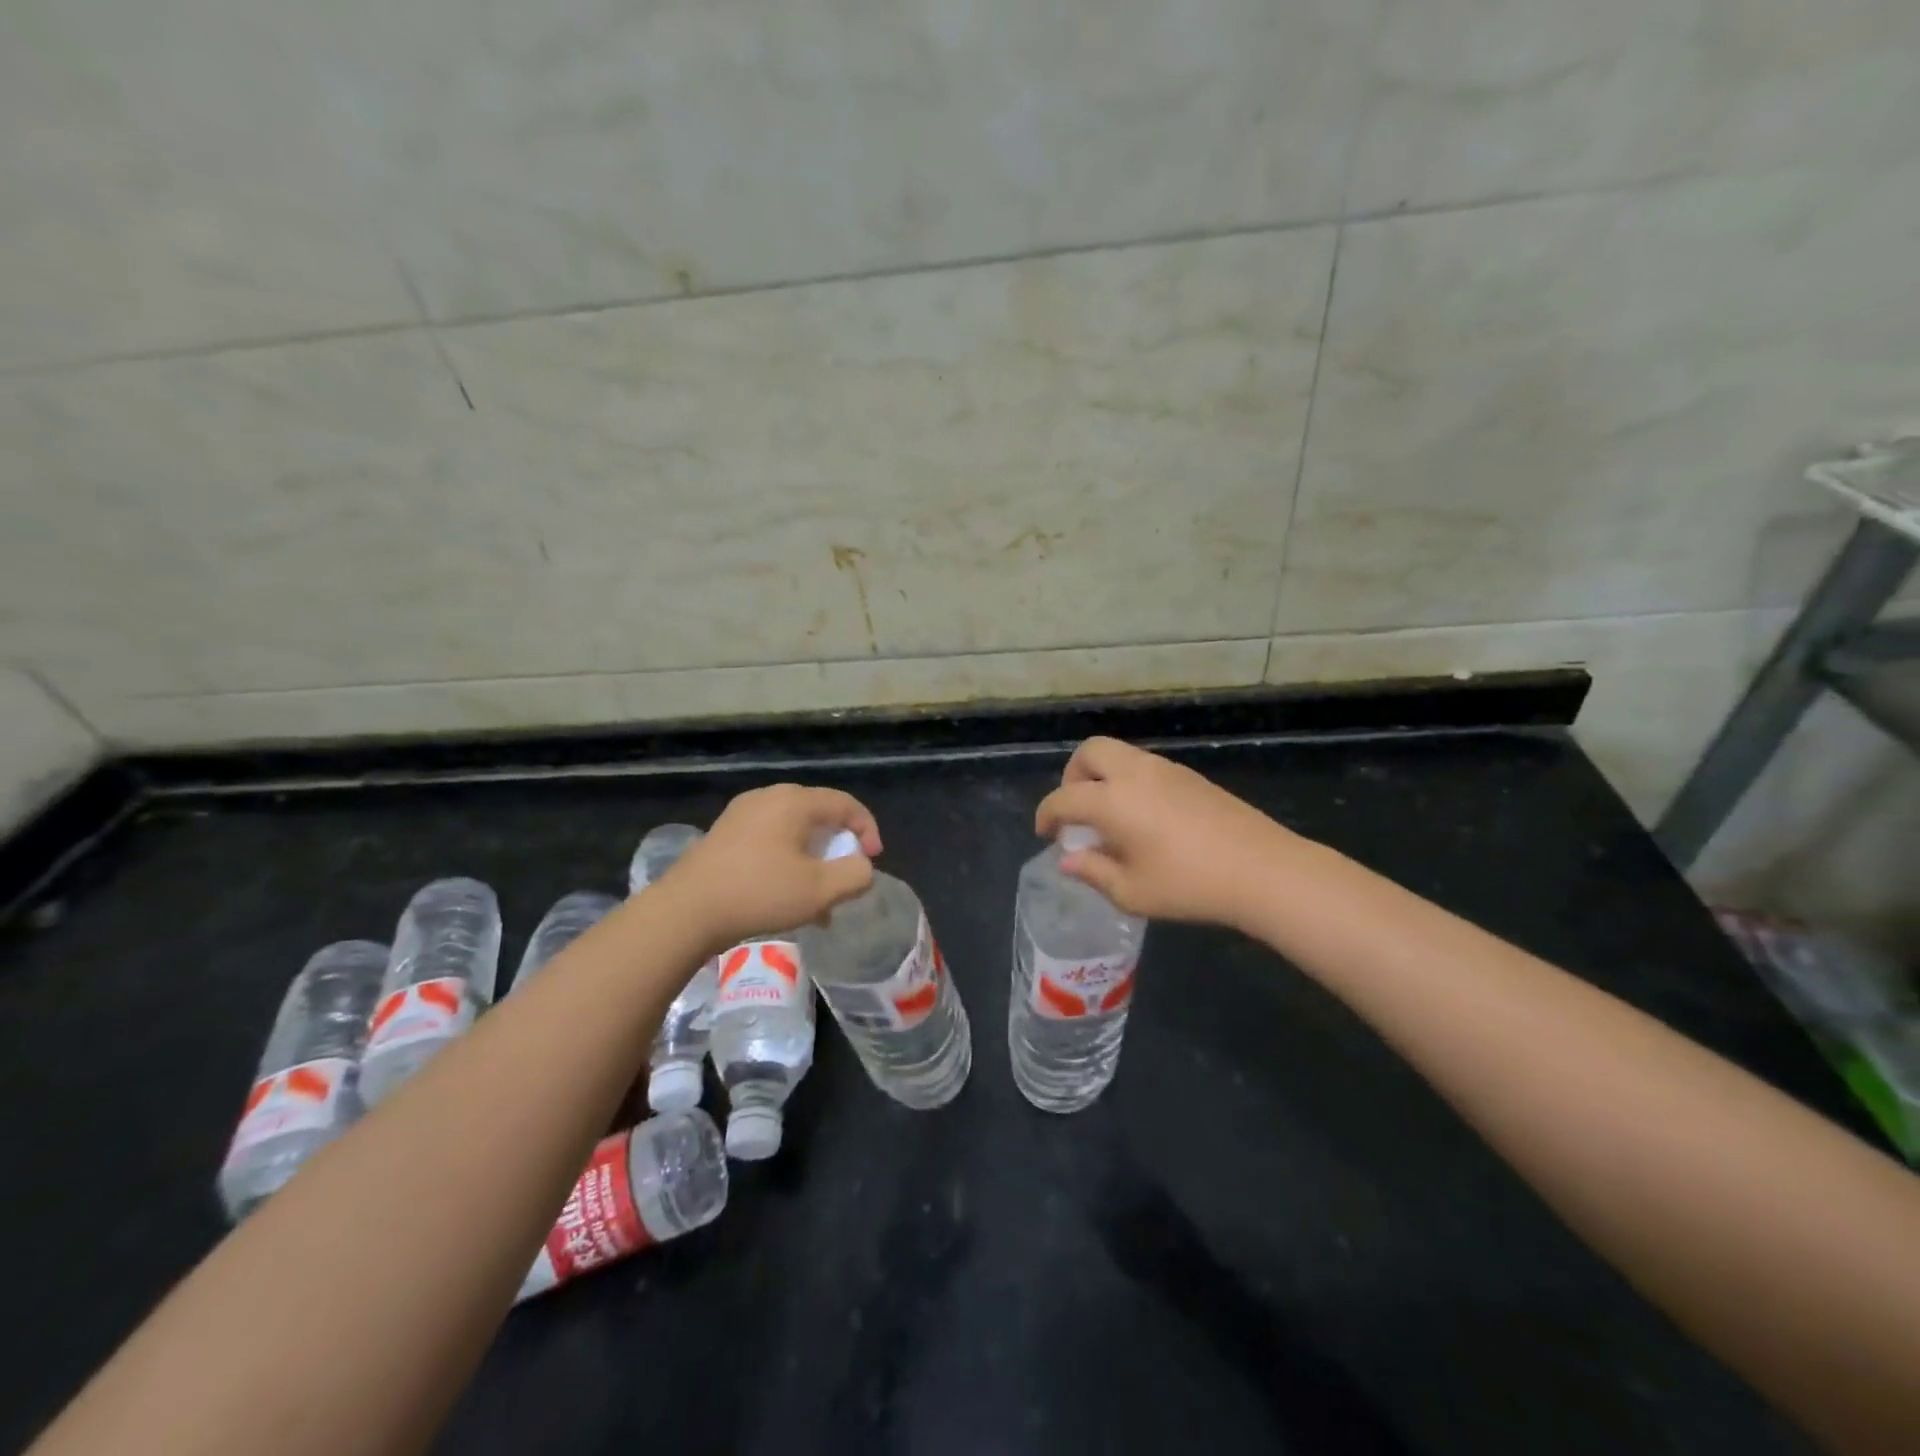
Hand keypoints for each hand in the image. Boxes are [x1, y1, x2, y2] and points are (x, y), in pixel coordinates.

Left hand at [660, 784, 881, 950]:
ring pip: (793, 831)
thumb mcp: (820, 890)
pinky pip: (769, 840)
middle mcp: (768, 797)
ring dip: (812, 860)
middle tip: (844, 878)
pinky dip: (787, 861)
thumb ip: (855, 875)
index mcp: (794, 801)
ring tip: (816, 898)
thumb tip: (862, 867)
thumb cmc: (759, 894)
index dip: (867, 829)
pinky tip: (784, 896)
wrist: (685, 911)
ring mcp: (741, 814)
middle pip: (818, 815)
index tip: (872, 861)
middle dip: (838, 848)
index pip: (845, 804)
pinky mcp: (723, 834)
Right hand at [1035, 737, 1297, 928]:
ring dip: (1102, 777)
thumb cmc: (1188, 885)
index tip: (1046, 835)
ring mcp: (1166, 770)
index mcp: (1112, 800)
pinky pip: (1144, 766)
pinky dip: (1129, 782)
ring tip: (1110, 818)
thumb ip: (1093, 871)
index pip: (1063, 799)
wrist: (1261, 870)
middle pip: (1089, 752)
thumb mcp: (1131, 892)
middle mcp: (1134, 774)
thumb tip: (1068, 860)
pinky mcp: (1190, 776)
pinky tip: (1144, 819)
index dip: (1047, 815)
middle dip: (1072, 777)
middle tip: (1077, 812)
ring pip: (1119, 754)